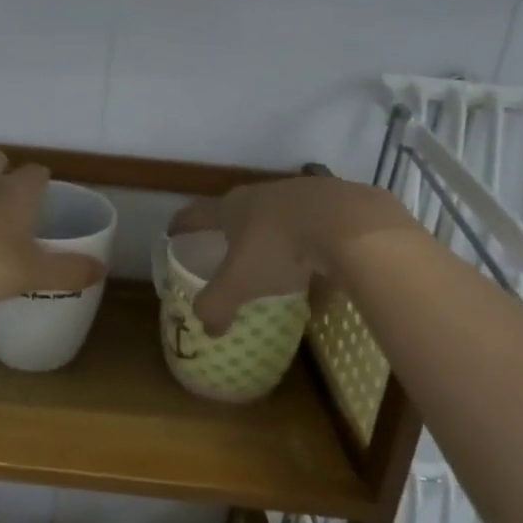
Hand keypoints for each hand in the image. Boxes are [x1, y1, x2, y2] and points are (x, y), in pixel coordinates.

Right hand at [169, 175, 419, 335]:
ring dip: (273, 236)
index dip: (182, 224)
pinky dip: (311, 245)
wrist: (349, 225)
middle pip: (239, 211)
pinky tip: (322, 268)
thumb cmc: (280, 249)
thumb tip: (206, 328)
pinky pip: (315, 228)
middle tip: (227, 249)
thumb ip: (217, 305)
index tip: (172, 232)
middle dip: (231, 230)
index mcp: (232, 207)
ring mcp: (302, 194)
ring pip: (279, 217)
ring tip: (277, 261)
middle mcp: (262, 194)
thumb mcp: (240, 283)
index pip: (197, 214)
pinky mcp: (337, 203)